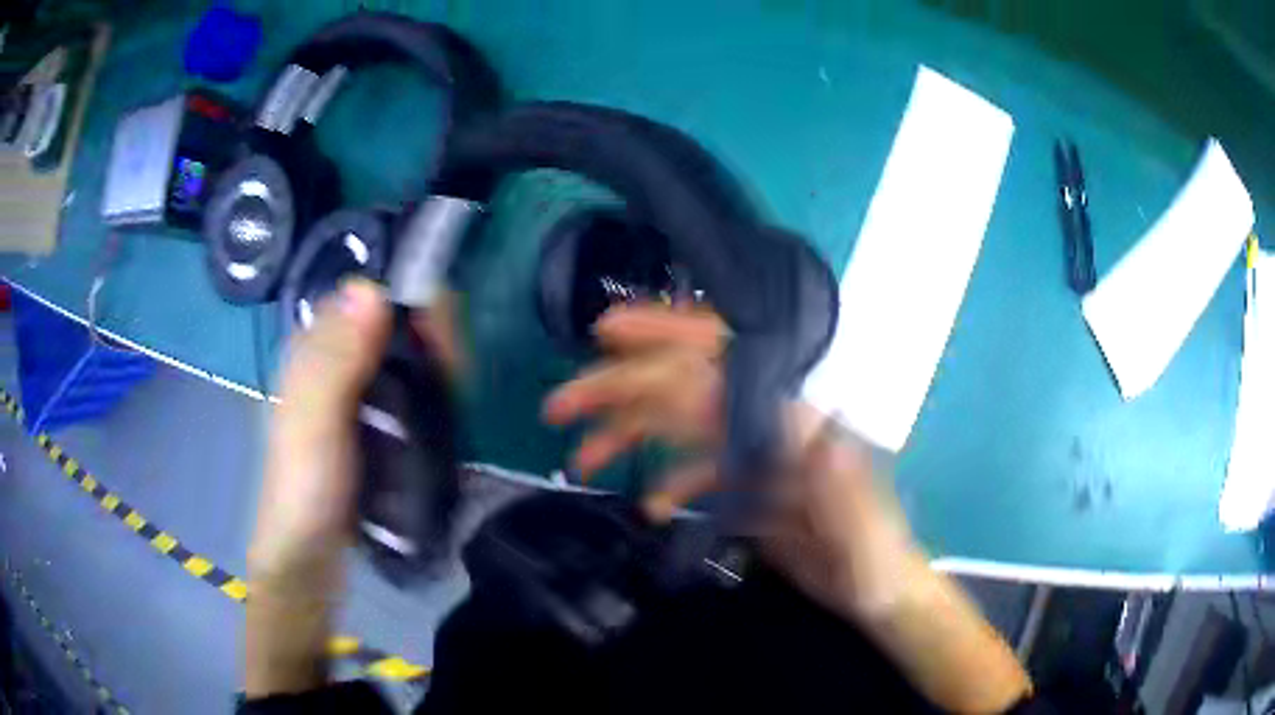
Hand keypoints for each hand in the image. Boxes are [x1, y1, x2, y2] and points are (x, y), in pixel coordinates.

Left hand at [246, 280, 460, 696]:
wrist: (308, 560)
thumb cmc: (305, 491)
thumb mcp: (314, 424)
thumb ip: (336, 361)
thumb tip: (371, 288)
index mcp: (316, 349)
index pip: (374, 298)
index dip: (415, 306)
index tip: (446, 344)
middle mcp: (336, 362)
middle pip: (398, 326)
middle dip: (433, 344)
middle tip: (455, 388)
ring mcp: (356, 396)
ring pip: (409, 358)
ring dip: (439, 372)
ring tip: (456, 407)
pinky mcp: (374, 425)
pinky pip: (412, 392)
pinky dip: (434, 396)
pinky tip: (447, 420)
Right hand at [543, 303, 1029, 711]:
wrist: (878, 591)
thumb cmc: (875, 559)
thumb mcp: (861, 526)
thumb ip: (840, 481)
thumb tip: (813, 421)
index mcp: (797, 421)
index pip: (723, 367)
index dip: (665, 340)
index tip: (607, 333)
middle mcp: (770, 426)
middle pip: (685, 393)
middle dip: (619, 391)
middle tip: (560, 406)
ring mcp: (757, 456)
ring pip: (681, 430)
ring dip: (628, 438)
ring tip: (579, 459)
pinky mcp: (750, 487)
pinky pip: (698, 473)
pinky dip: (667, 482)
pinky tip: (647, 506)